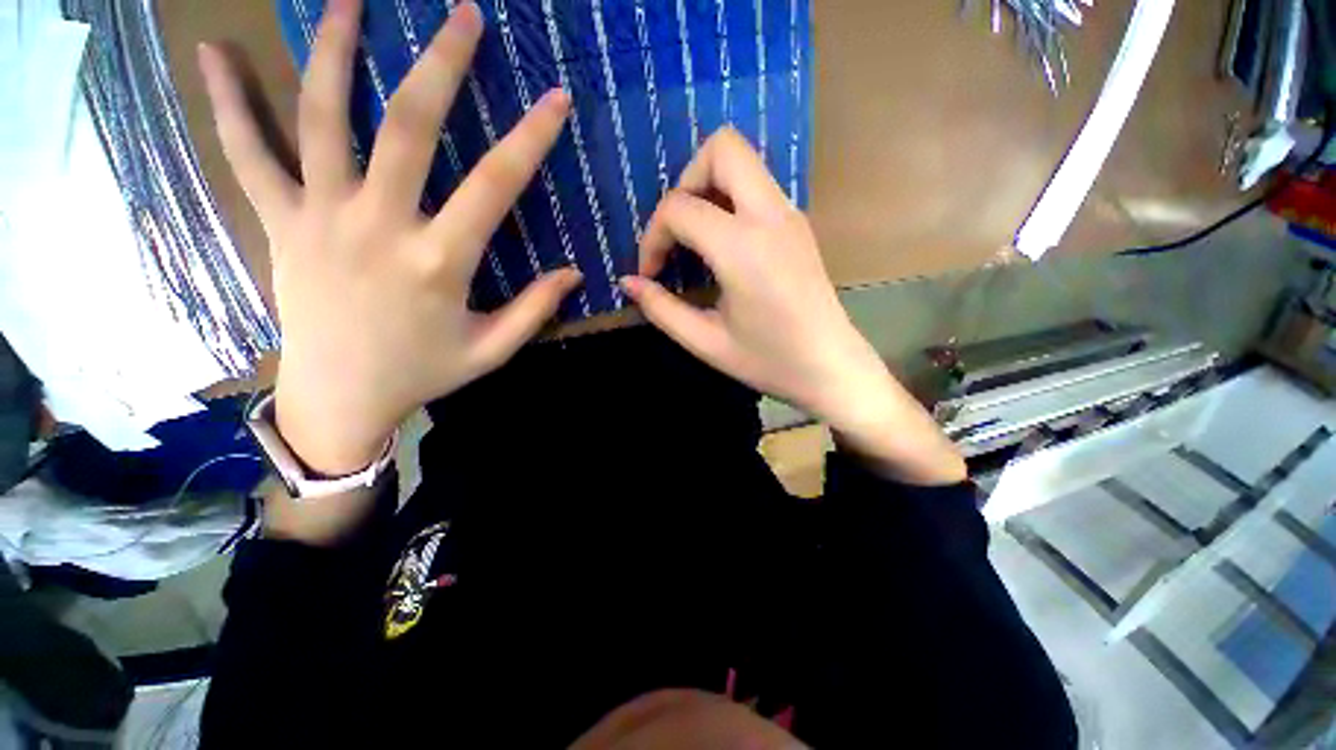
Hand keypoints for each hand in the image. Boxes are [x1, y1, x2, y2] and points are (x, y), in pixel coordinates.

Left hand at [199, 0, 580, 476]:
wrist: (341, 398)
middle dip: (440, 65)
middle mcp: (378, 227)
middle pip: (406, 127)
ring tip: (349, 0)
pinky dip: (229, 102)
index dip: (530, 139)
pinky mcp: (280, 222)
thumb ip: (534, 310)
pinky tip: (214, 53)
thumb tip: (574, 273)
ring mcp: (320, 218)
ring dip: (335, 51)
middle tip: (463, 15)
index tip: (555, 98)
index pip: (494, 186)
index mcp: (438, 263)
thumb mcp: (492, 350)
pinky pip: (248, 154)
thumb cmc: (423, 373)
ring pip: (322, 119)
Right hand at [621, 129, 964, 484]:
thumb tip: (628, 282)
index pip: (679, 209)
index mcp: (743, 248)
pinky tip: (721, 245)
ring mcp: (790, 215)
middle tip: (676, 231)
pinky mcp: (797, 223)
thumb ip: (661, 308)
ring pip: (743, 161)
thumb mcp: (706, 342)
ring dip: (707, 187)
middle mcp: (770, 216)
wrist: (831, 368)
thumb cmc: (769, 361)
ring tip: (694, 238)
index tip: (650, 273)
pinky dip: (728, 200)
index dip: (652, 237)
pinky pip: (756, 186)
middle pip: (722, 149)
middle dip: (684, 181)